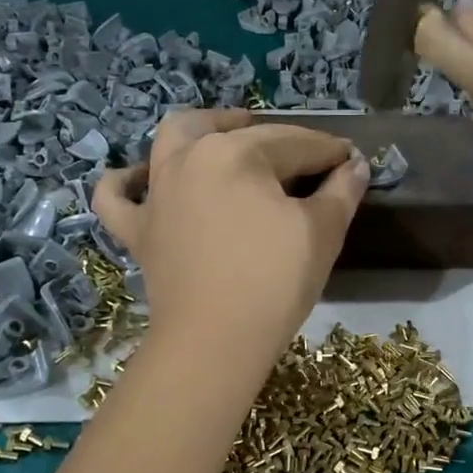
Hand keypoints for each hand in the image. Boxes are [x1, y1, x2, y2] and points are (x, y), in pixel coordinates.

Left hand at [95, 108, 369, 372]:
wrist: (215, 342)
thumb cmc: (274, 282)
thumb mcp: (321, 233)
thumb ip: (341, 191)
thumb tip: (356, 165)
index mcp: (236, 152)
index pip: (294, 143)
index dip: (328, 152)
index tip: (350, 161)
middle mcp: (188, 158)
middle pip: (236, 132)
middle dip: (274, 136)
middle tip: (300, 155)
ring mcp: (156, 192)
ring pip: (172, 140)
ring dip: (202, 130)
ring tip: (227, 135)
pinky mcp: (137, 229)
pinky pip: (116, 196)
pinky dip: (126, 181)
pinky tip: (142, 179)